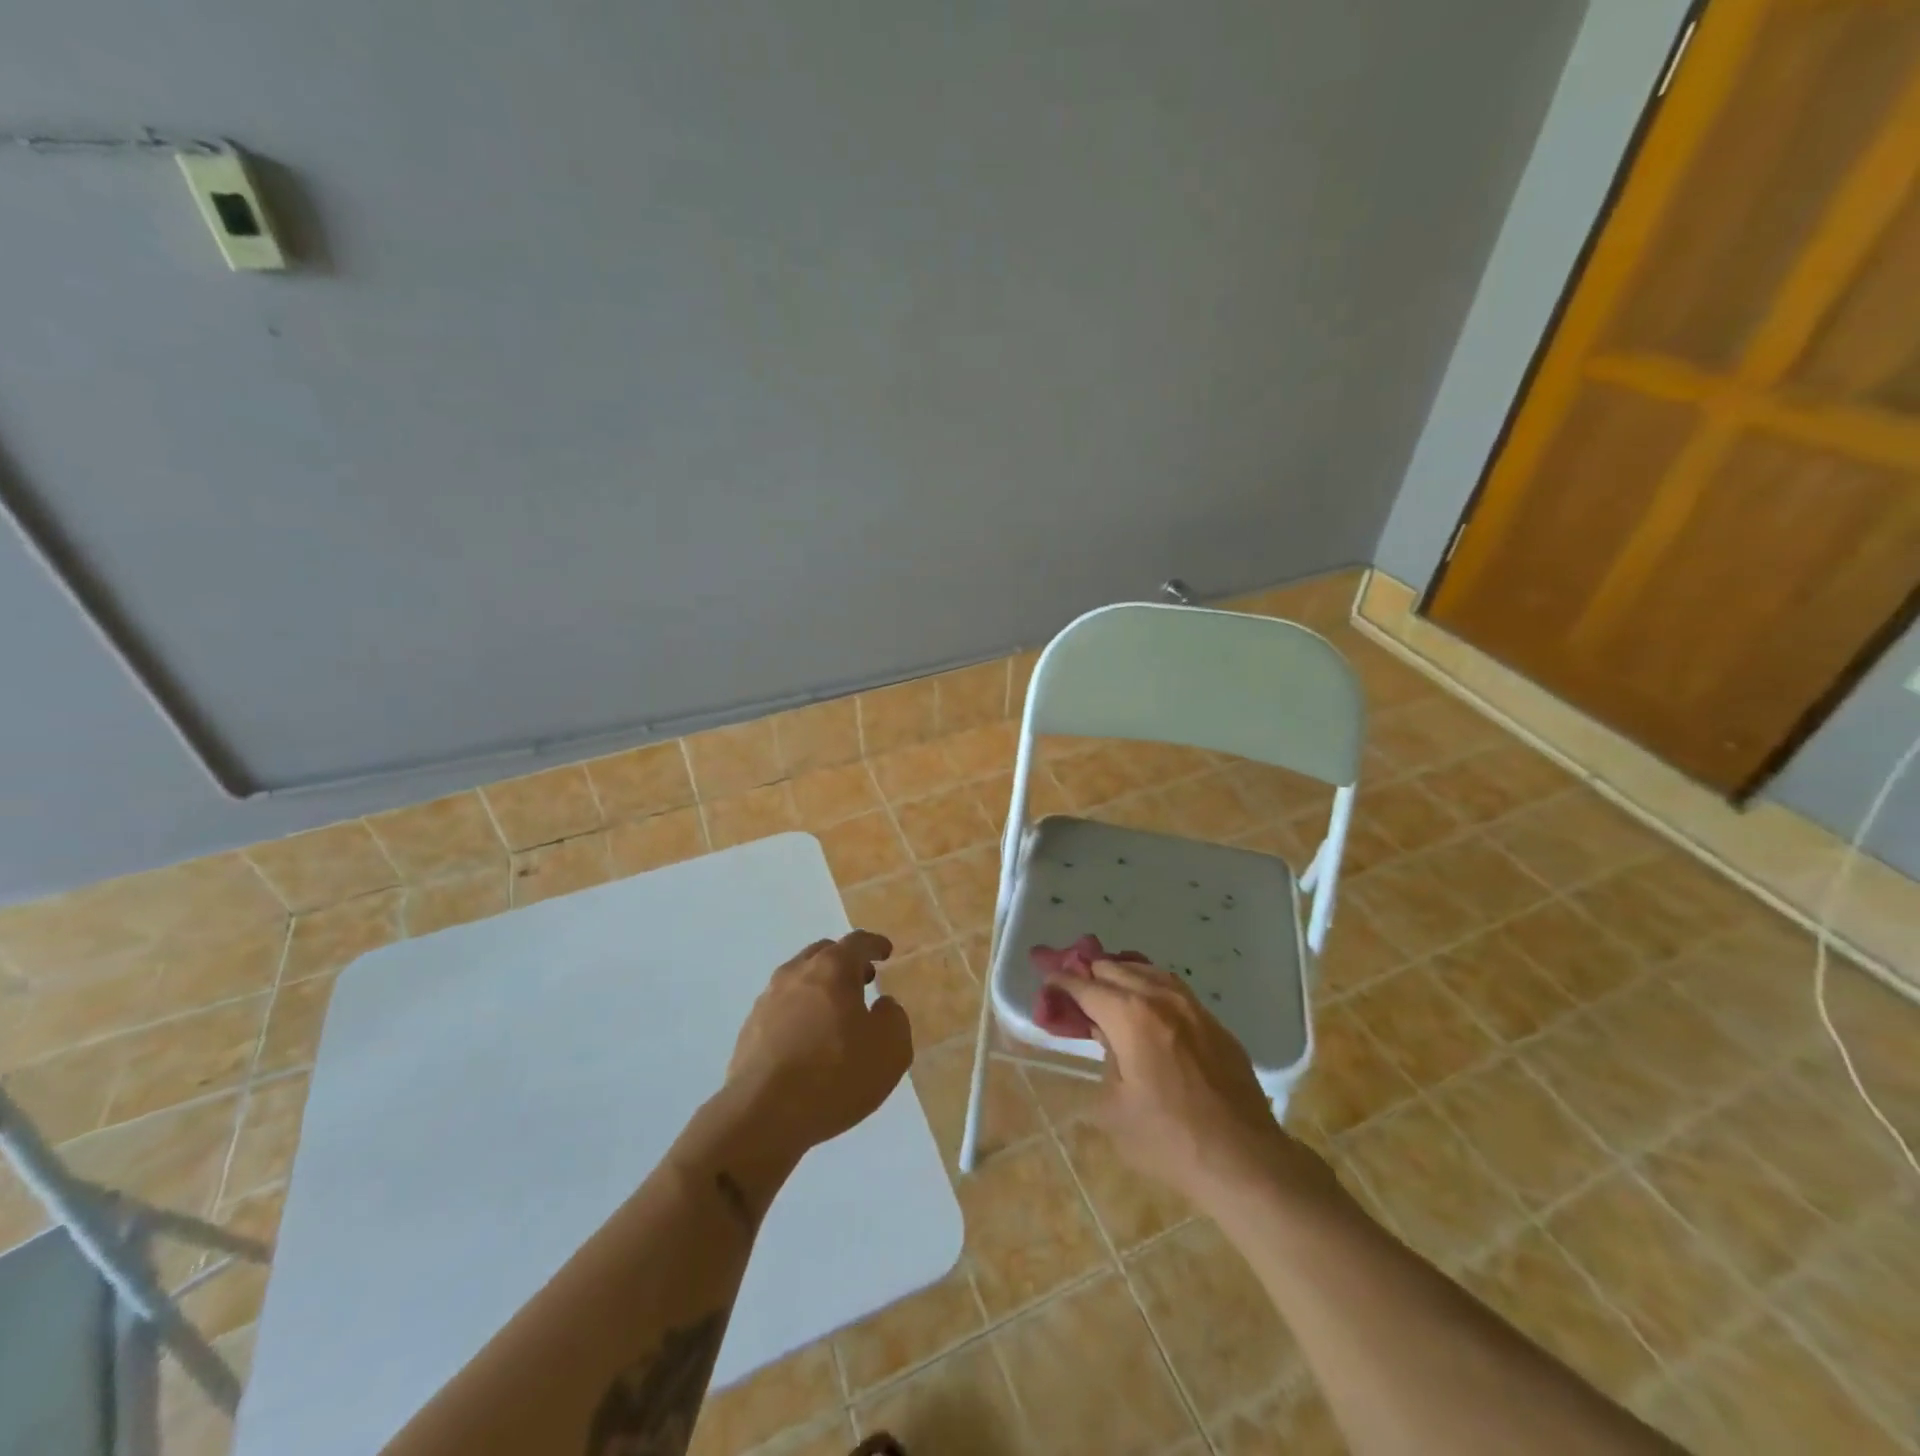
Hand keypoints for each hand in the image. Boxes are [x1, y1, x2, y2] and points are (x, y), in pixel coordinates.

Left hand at [727, 931, 913, 1155]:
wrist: (762, 1116)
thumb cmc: (835, 1075)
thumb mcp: (890, 1049)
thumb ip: (893, 1018)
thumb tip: (882, 1006)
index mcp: (833, 968)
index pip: (858, 942)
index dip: (875, 945)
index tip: (885, 952)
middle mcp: (796, 973)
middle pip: (823, 954)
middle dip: (845, 962)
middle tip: (862, 980)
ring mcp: (767, 1000)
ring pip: (798, 980)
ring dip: (819, 987)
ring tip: (834, 1013)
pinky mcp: (749, 1029)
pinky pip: (781, 1008)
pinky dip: (799, 1013)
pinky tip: (806, 1041)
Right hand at [1043, 957, 1339, 1208]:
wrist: (1243, 1159)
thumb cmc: (1168, 1140)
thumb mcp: (1114, 1107)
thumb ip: (1104, 1060)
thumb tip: (1106, 1038)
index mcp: (1130, 1016)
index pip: (1086, 987)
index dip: (1062, 982)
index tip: (1046, 980)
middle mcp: (1160, 998)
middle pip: (1115, 969)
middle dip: (1088, 973)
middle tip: (1071, 984)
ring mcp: (1193, 1007)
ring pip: (1148, 971)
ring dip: (1121, 974)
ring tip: (1105, 985)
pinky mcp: (1215, 1024)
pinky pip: (1174, 990)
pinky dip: (1150, 987)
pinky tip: (1146, 1005)